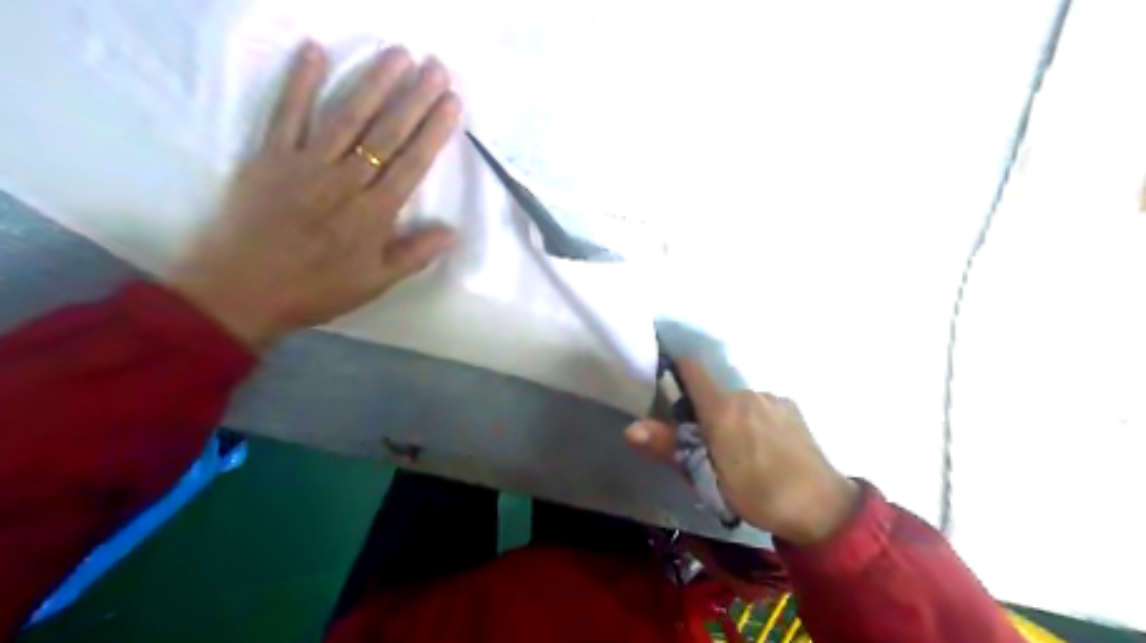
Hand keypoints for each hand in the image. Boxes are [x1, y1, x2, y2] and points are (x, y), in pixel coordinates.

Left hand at [172, 44, 459, 347]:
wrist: (243, 291)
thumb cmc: (318, 289)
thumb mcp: (377, 282)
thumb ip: (416, 254)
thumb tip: (453, 232)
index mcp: (374, 213)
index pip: (412, 163)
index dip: (434, 130)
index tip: (452, 102)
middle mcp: (345, 180)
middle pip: (386, 133)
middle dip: (414, 97)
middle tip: (435, 67)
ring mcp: (306, 164)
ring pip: (346, 116)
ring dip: (373, 82)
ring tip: (397, 54)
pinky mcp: (270, 157)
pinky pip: (286, 114)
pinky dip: (299, 82)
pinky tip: (314, 52)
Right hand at [625, 358, 859, 545]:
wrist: (821, 508)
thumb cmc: (757, 494)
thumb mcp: (707, 478)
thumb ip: (669, 448)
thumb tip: (631, 428)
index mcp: (722, 408)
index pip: (692, 369)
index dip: (676, 369)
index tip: (667, 383)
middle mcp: (746, 393)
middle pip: (714, 393)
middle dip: (706, 412)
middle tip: (708, 447)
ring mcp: (772, 398)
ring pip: (739, 402)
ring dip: (732, 418)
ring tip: (741, 453)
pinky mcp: (791, 407)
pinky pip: (761, 406)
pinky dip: (755, 420)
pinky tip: (766, 448)